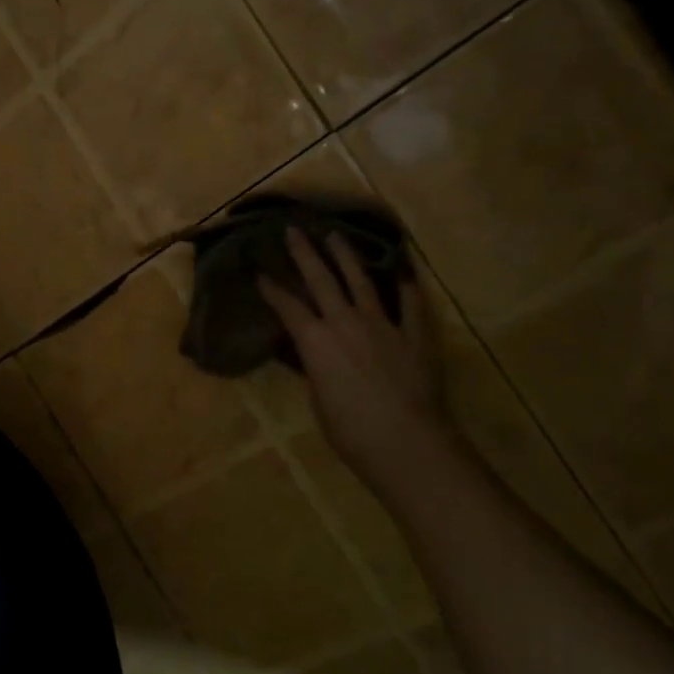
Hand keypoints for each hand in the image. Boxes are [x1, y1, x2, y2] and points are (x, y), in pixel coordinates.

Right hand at [257, 230, 457, 494]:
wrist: (406, 443)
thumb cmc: (351, 432)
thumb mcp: (318, 401)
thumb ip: (314, 369)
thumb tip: (312, 354)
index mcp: (316, 341)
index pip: (288, 307)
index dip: (272, 289)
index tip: (261, 272)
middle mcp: (346, 323)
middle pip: (322, 280)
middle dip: (304, 253)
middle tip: (294, 230)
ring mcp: (383, 325)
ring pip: (361, 282)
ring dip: (346, 257)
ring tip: (336, 236)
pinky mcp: (413, 335)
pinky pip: (410, 305)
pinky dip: (406, 287)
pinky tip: (403, 272)